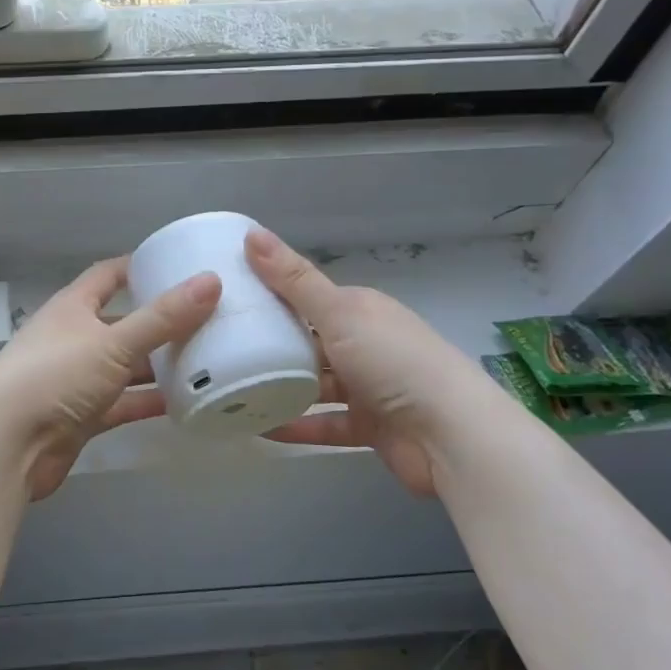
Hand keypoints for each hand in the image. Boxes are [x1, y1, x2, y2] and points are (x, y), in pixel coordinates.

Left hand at [0, 258, 220, 498]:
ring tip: (206, 359)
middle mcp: (73, 338)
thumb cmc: (55, 376)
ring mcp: (76, 379)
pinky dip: (147, 401)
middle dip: (159, 322)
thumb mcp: (113, 342)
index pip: (107, 276)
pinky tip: (183, 402)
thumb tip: (211, 280)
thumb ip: (163, 317)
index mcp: (72, 308)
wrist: (7, 445)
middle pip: (122, 323)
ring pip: (124, 366)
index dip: (138, 268)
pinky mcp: (82, 416)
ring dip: (157, 365)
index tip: (176, 265)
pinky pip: (122, 403)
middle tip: (207, 318)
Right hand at [245, 228, 491, 495]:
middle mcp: (365, 344)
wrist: (451, 436)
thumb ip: (293, 280)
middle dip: (270, 345)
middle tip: (219, 348)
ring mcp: (368, 388)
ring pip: (315, 384)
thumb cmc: (394, 362)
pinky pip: (324, 423)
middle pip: (308, 341)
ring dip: (280, 388)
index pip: (308, 298)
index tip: (227, 302)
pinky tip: (259, 428)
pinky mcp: (369, 427)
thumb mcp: (338, 313)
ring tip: (232, 389)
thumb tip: (251, 233)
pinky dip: (297, 425)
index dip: (271, 297)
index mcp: (361, 310)